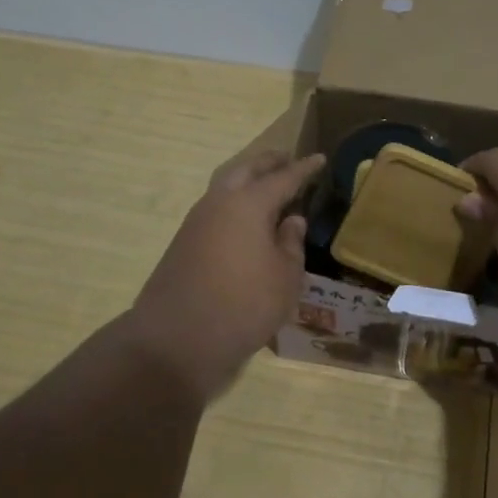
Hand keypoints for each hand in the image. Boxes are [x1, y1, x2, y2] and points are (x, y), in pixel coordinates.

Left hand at [128, 149, 325, 402]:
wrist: (178, 339)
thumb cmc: (244, 304)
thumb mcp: (285, 277)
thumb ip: (291, 243)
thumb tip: (291, 220)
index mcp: (249, 204)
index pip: (283, 178)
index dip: (304, 169)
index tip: (320, 158)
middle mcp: (219, 203)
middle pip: (246, 170)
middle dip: (268, 163)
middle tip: (287, 160)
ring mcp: (196, 222)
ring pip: (225, 187)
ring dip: (246, 181)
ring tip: (267, 187)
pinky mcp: (184, 243)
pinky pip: (215, 209)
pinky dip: (234, 204)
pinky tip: (245, 220)